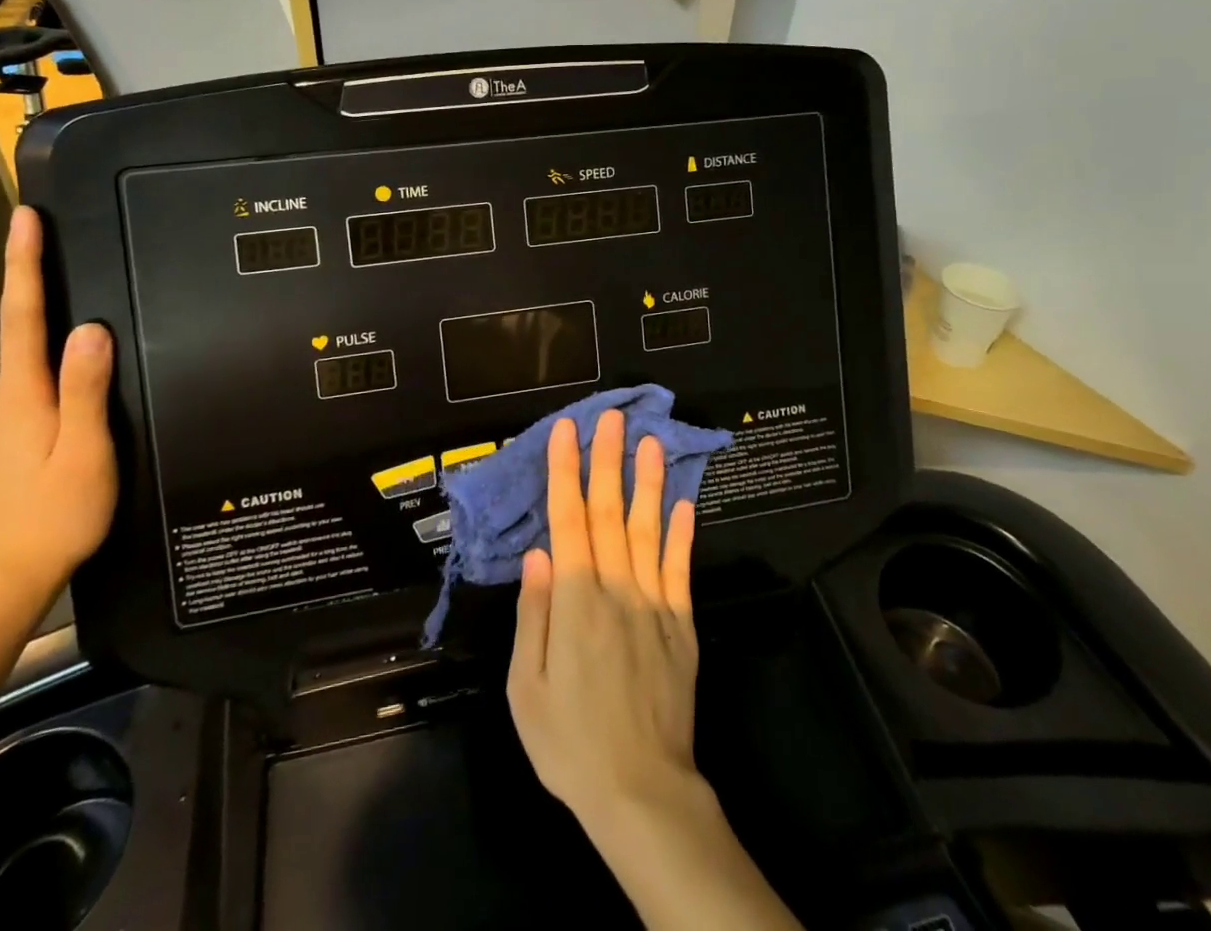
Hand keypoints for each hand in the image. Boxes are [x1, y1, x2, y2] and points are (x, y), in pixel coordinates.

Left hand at [0, 207, 117, 612]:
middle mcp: (1, 398)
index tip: (25, 218)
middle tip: (72, 251)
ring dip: (55, 334)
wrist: (2, 582)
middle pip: (26, 333)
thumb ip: (86, 391)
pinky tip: (83, 382)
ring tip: (94, 317)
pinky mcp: (4, 439)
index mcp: (21, 395)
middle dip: (44, 289)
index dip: (25, 264)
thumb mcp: (84, 453)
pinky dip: (56, 369)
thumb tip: (90, 328)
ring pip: (33, 363)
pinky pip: (35, 387)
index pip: (25, 315)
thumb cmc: (54, 516)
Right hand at [508, 408, 701, 826]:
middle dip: (607, 460)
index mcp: (575, 601)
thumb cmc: (570, 743)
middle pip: (608, 512)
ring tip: (649, 441)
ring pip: (647, 529)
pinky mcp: (680, 625)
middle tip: (611, 417)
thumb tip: (537, 553)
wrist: (642, 793)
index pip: (568, 520)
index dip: (566, 472)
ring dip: (646, 482)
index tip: (567, 431)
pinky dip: (681, 533)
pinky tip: (683, 503)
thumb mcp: (526, 687)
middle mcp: (617, 589)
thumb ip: (533, 614)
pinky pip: (679, 569)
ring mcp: (654, 604)